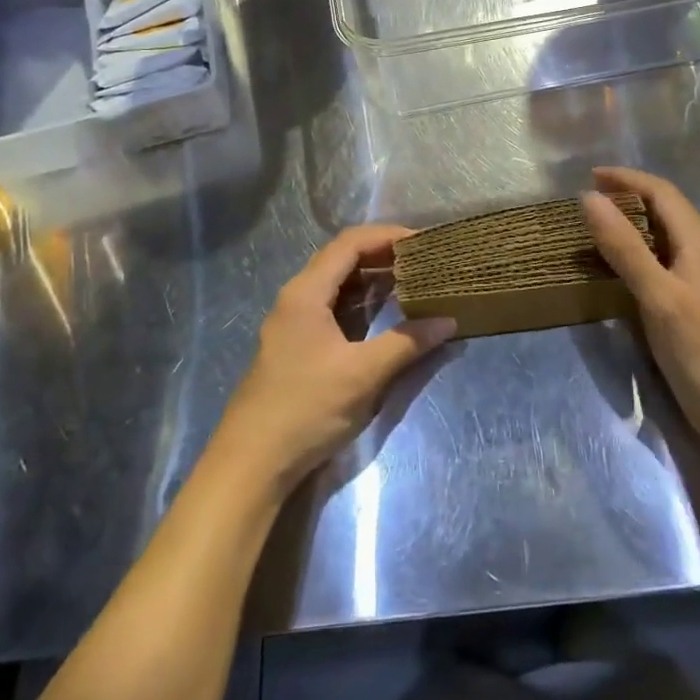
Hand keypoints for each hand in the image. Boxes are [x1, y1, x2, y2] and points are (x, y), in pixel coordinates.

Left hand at [214, 225, 455, 493]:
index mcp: (307, 292)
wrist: (251, 464)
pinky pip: (333, 307)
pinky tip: (385, 313)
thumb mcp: (363, 375)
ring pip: (338, 284)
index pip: (350, 243)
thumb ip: (406, 343)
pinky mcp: (297, 345)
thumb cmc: (306, 409)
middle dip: (383, 254)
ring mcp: (294, 322)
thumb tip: (448, 321)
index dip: (387, 236)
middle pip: (342, 259)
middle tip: (423, 260)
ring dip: (372, 279)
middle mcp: (297, 297)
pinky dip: (361, 303)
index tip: (423, 242)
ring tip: (412, 280)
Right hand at [581, 166, 699, 451]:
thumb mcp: (657, 296)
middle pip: (666, 210)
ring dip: (632, 225)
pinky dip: (638, 253)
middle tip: (588, 202)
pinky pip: (664, 262)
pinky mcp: (696, 304)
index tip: (589, 177)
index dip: (628, 178)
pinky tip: (619, 270)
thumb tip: (589, 198)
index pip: (663, 193)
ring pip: (664, 236)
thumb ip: (624, 247)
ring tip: (597, 229)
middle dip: (629, 197)